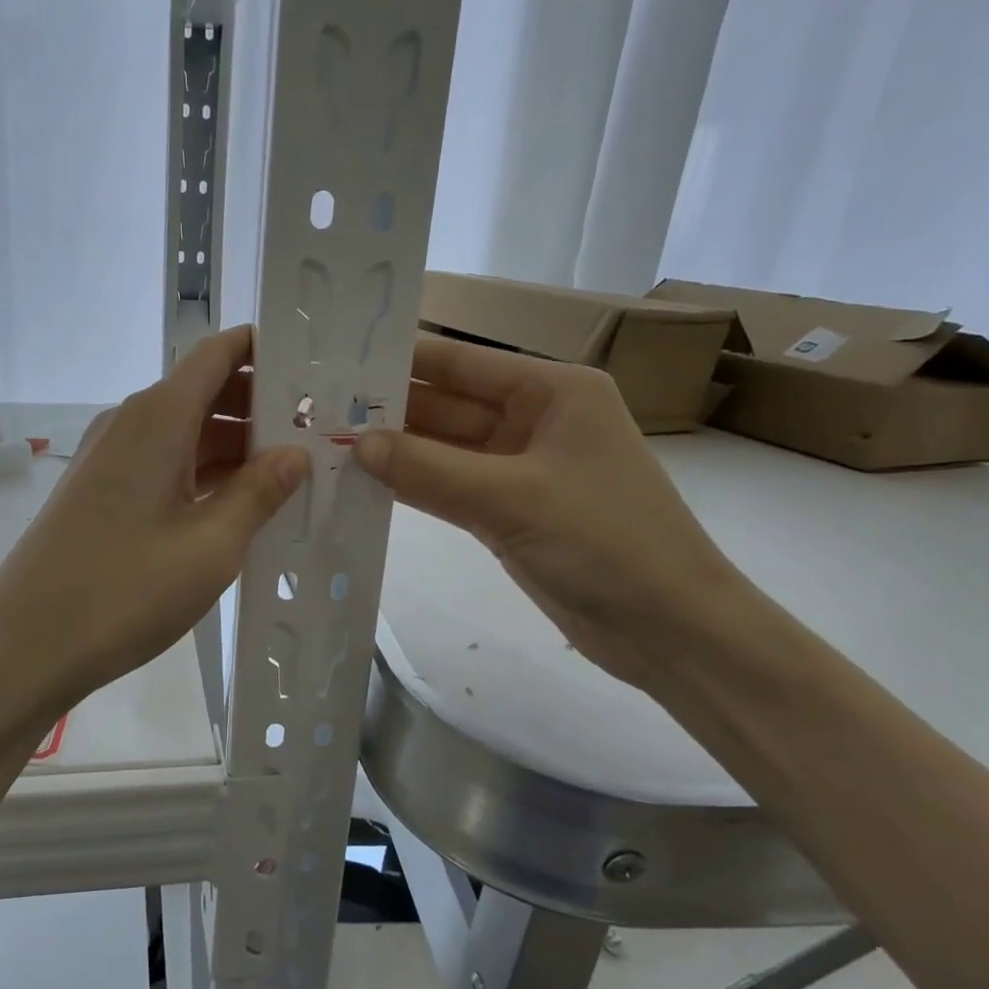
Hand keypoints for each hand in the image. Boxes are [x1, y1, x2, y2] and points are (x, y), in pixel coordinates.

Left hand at [0, 327, 309, 713]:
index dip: (263, 349)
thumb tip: (295, 455)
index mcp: (159, 417)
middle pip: (204, 391)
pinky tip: (240, 504)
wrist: (26, 645)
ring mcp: (111, 457)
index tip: (311, 365)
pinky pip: (164, 463)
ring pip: (186, 431)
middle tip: (318, 429)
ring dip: (235, 445)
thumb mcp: (211, 545)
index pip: (217, 354)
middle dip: (260, 405)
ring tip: (292, 470)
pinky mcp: (101, 491)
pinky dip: (204, 473)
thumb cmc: (125, 590)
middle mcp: (131, 423)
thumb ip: (259, 493)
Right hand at [354, 333, 744, 691]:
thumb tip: (356, 444)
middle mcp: (534, 420)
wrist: (670, 631)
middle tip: (319, 409)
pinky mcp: (508, 512)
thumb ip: (429, 469)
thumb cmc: (606, 541)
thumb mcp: (512, 497)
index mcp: (552, 391)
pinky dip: (414, 487)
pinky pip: (450, 488)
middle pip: (448, 406)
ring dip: (395, 451)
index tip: (341, 358)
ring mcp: (519, 469)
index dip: (404, 358)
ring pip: (444, 450)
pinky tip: (364, 484)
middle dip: (390, 409)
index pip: (463, 363)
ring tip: (328, 443)